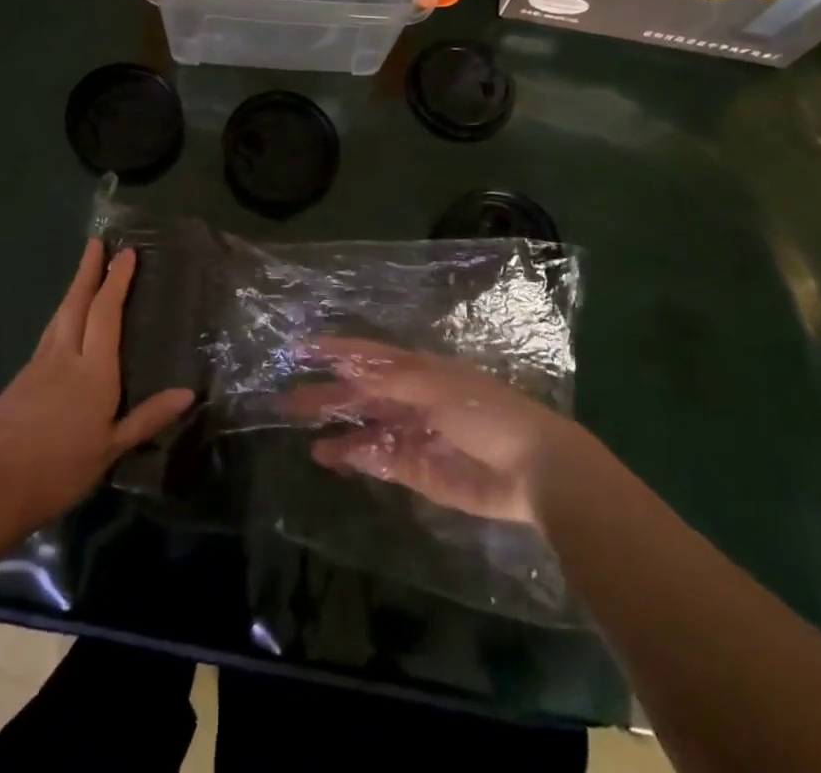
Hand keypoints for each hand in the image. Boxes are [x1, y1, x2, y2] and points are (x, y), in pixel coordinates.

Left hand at [0, 241, 193, 536]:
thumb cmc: (60, 470)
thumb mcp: (111, 449)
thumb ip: (148, 417)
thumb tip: (187, 393)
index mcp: (93, 371)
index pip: (106, 313)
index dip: (116, 280)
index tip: (126, 253)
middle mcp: (65, 357)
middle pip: (77, 303)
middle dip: (88, 270)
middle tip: (96, 243)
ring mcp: (37, 365)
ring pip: (58, 316)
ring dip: (73, 290)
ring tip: (83, 273)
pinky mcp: (18, 379)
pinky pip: (47, 337)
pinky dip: (60, 319)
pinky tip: (63, 326)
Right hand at [280, 338, 575, 526]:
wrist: (534, 471)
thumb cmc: (486, 414)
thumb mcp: (436, 386)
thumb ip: (390, 379)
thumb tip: (346, 366)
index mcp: (418, 371)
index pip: (368, 356)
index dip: (335, 350)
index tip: (300, 348)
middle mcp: (412, 399)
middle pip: (361, 394)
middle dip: (327, 394)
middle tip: (286, 400)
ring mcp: (414, 435)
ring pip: (366, 428)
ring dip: (337, 429)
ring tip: (303, 433)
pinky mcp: (419, 471)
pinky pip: (379, 460)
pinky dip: (354, 457)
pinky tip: (330, 457)